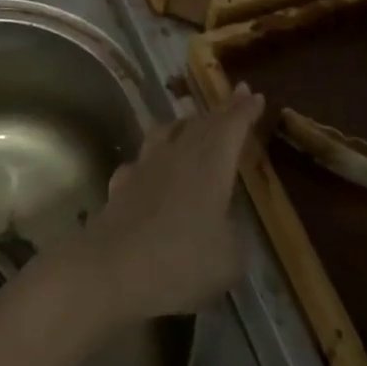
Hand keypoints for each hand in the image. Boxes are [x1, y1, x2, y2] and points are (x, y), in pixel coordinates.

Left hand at [71, 83, 264, 324]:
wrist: (111, 270)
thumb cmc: (180, 262)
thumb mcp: (229, 260)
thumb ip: (235, 236)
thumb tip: (228, 225)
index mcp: (210, 164)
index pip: (231, 126)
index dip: (244, 111)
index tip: (255, 95)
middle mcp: (178, 154)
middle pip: (202, 123)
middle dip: (222, 110)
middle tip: (236, 97)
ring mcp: (145, 165)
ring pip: (168, 131)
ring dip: (186, 123)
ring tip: (193, 122)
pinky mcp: (122, 183)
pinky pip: (142, 159)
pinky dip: (154, 155)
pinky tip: (152, 165)